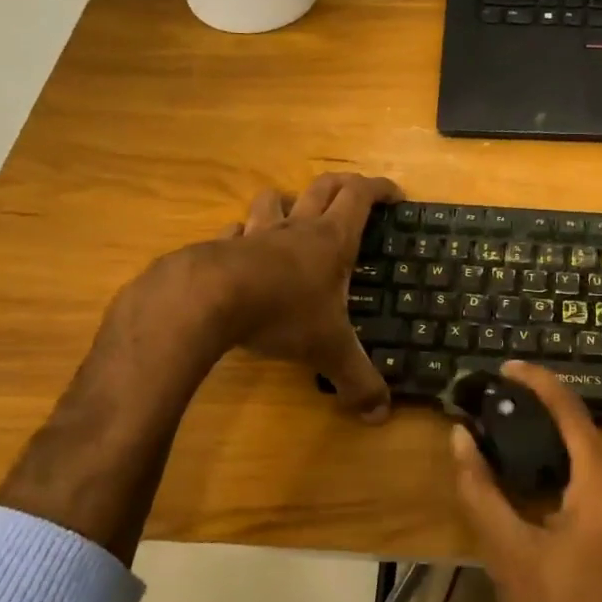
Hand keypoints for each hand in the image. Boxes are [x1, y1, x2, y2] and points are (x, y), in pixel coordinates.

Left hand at [132, 172, 401, 420]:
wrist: (205, 300)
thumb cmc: (281, 312)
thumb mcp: (328, 350)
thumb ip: (357, 380)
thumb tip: (381, 416)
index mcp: (331, 240)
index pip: (360, 196)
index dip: (380, 189)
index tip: (395, 195)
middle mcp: (296, 227)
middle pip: (322, 187)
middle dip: (342, 185)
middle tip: (354, 196)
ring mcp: (256, 234)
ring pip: (273, 199)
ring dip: (286, 202)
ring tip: (292, 218)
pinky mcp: (220, 247)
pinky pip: (235, 231)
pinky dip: (243, 236)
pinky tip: (242, 252)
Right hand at [452, 362, 601, 601]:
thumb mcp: (508, 560)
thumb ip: (481, 491)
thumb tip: (461, 437)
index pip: (574, 417)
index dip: (540, 385)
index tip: (509, 369)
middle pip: (589, 444)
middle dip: (546, 430)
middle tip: (500, 423)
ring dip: (565, 461)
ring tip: (519, 461)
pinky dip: (585, 486)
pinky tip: (554, 499)